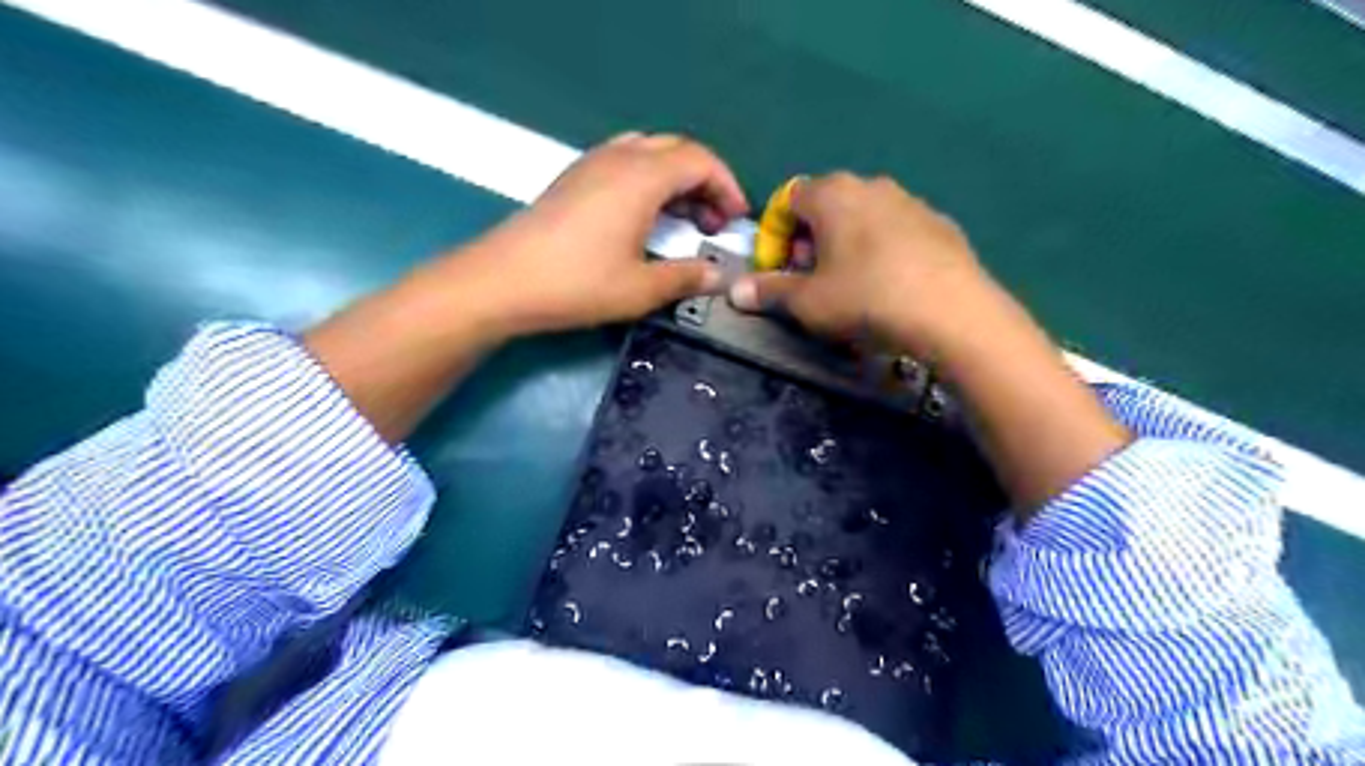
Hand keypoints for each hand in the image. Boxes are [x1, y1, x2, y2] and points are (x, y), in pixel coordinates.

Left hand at [447, 131, 744, 333]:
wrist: (502, 281)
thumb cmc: (577, 284)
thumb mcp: (641, 288)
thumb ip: (686, 277)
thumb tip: (720, 277)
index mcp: (642, 176)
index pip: (700, 161)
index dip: (727, 187)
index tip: (737, 220)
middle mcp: (619, 157)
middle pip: (677, 150)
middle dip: (705, 181)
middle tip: (714, 223)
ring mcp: (591, 164)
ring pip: (649, 152)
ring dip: (675, 179)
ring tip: (684, 219)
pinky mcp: (573, 178)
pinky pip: (624, 161)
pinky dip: (648, 180)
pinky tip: (644, 216)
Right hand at [730, 172, 999, 359]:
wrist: (952, 312)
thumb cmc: (866, 298)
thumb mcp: (807, 302)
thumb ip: (769, 291)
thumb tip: (735, 291)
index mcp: (832, 194)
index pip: (787, 200)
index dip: (774, 236)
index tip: (778, 270)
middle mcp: (871, 185)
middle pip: (825, 206)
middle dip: (809, 241)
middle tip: (809, 279)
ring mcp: (911, 201)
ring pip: (863, 217)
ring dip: (845, 245)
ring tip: (849, 285)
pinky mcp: (940, 224)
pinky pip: (896, 231)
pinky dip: (881, 250)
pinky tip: (889, 285)